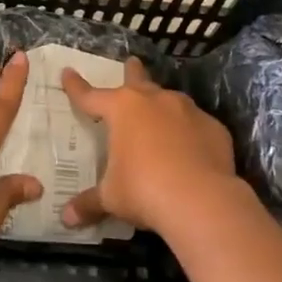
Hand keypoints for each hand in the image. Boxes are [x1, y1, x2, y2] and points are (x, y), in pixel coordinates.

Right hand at [60, 57, 241, 237]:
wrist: (202, 200)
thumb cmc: (144, 191)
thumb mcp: (111, 198)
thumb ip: (89, 203)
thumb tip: (67, 219)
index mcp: (122, 110)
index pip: (91, 95)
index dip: (77, 86)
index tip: (68, 72)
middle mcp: (155, 101)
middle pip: (138, 80)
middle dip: (132, 71)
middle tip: (132, 62)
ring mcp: (188, 111)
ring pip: (171, 100)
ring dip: (162, 106)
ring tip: (161, 116)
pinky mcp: (214, 128)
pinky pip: (197, 125)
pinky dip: (190, 133)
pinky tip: (190, 150)